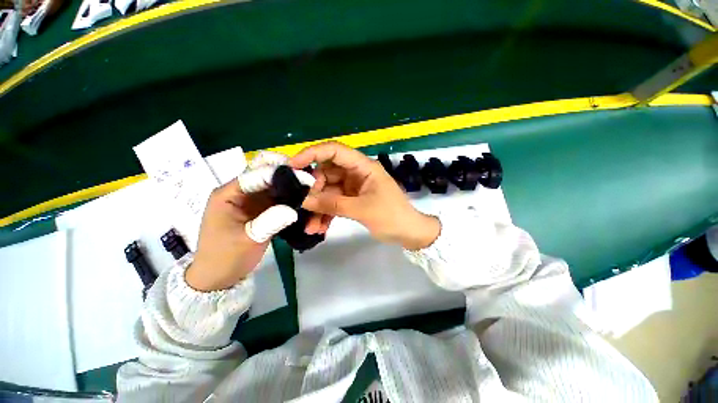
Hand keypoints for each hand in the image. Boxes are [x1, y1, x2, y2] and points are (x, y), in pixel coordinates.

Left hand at [186, 152, 313, 291]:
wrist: (219, 277)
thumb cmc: (226, 257)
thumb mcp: (248, 239)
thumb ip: (270, 221)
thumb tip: (294, 209)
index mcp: (229, 194)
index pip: (256, 174)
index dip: (281, 173)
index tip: (305, 177)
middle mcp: (240, 192)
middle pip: (265, 174)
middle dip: (287, 173)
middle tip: (309, 178)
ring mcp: (251, 200)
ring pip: (274, 185)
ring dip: (291, 184)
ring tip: (310, 187)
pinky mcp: (261, 209)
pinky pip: (278, 197)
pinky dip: (290, 197)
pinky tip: (303, 199)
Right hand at [290, 141, 439, 249]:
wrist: (409, 233)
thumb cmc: (392, 217)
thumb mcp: (362, 210)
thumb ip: (333, 204)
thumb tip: (304, 201)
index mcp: (364, 167)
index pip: (335, 151)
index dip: (313, 154)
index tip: (293, 166)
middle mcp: (357, 173)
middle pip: (327, 173)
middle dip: (314, 190)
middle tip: (304, 206)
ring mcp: (354, 187)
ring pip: (329, 191)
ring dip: (318, 208)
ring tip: (310, 227)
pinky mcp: (353, 199)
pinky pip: (334, 203)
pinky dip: (326, 214)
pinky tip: (319, 228)